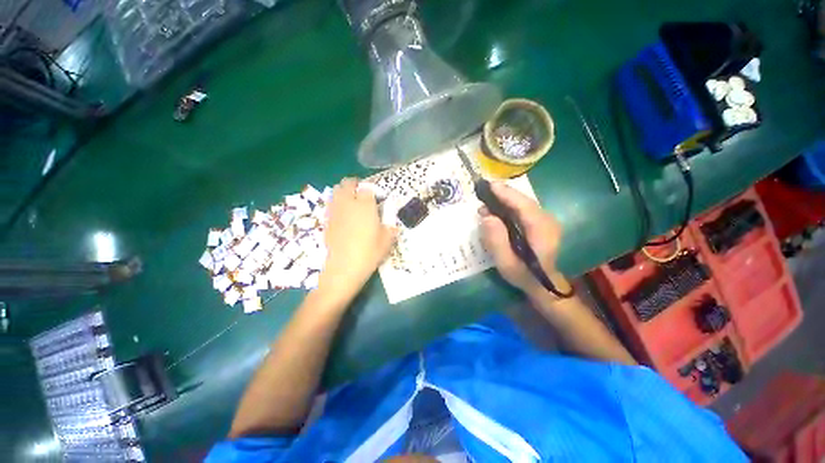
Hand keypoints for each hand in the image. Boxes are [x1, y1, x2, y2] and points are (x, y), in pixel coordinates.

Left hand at [318, 178, 396, 303]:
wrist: (343, 268)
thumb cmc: (369, 253)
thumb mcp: (387, 241)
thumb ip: (390, 228)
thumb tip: (391, 224)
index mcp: (365, 206)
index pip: (367, 188)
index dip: (372, 191)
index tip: (376, 198)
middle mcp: (348, 203)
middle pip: (347, 184)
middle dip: (354, 185)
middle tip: (362, 194)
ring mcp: (335, 211)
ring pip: (336, 191)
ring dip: (343, 191)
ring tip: (351, 201)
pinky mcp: (326, 220)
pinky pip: (330, 204)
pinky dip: (336, 203)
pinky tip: (342, 214)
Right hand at [479, 182, 569, 299]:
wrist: (544, 285)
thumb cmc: (524, 275)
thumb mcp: (506, 263)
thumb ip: (496, 241)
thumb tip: (486, 216)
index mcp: (541, 229)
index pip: (523, 205)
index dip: (506, 194)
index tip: (489, 186)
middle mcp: (546, 220)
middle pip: (523, 201)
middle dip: (502, 194)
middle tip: (482, 192)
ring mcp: (545, 220)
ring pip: (522, 203)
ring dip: (504, 199)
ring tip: (485, 201)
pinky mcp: (540, 223)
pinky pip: (522, 209)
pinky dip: (508, 205)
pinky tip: (496, 209)